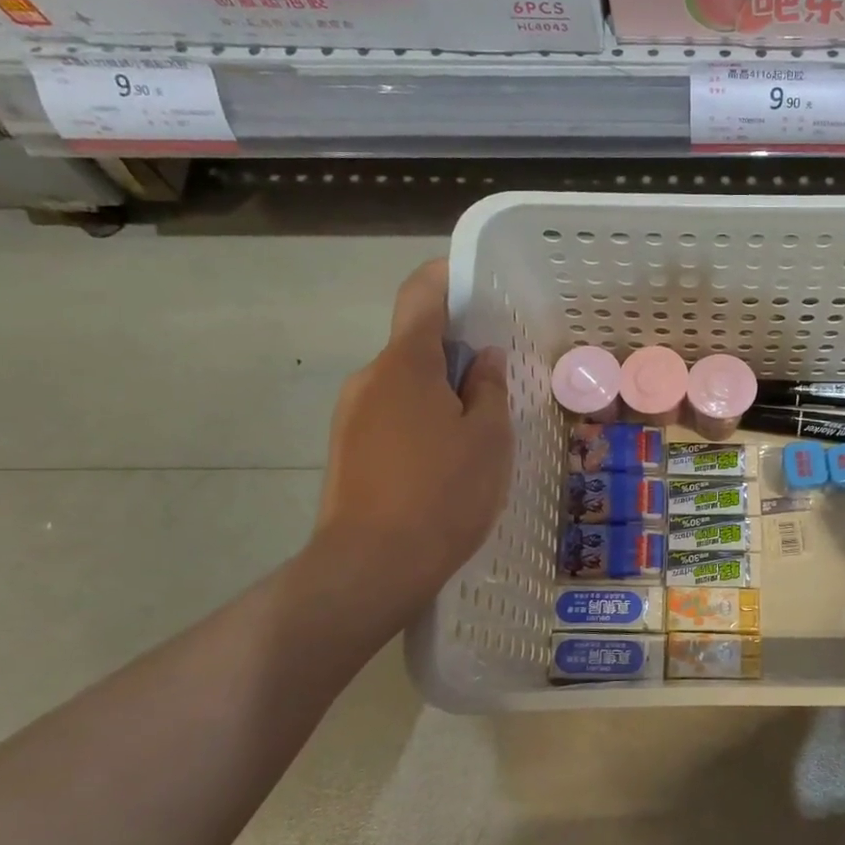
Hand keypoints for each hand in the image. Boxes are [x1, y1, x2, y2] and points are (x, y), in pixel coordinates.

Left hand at [313, 258, 512, 605]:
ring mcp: (351, 416)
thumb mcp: (489, 438)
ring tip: (476, 435)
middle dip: (456, 354)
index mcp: (405, 363)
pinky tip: (445, 463)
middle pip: (414, 344)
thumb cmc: (443, 493)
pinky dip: (421, 422)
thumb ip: (489, 388)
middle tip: (497, 384)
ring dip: (439, 394)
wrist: (372, 566)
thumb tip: (482, 359)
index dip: (448, 277)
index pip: (421, 295)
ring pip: (404, 385)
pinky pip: (391, 417)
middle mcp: (369, 378)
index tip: (479, 287)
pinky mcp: (347, 451)